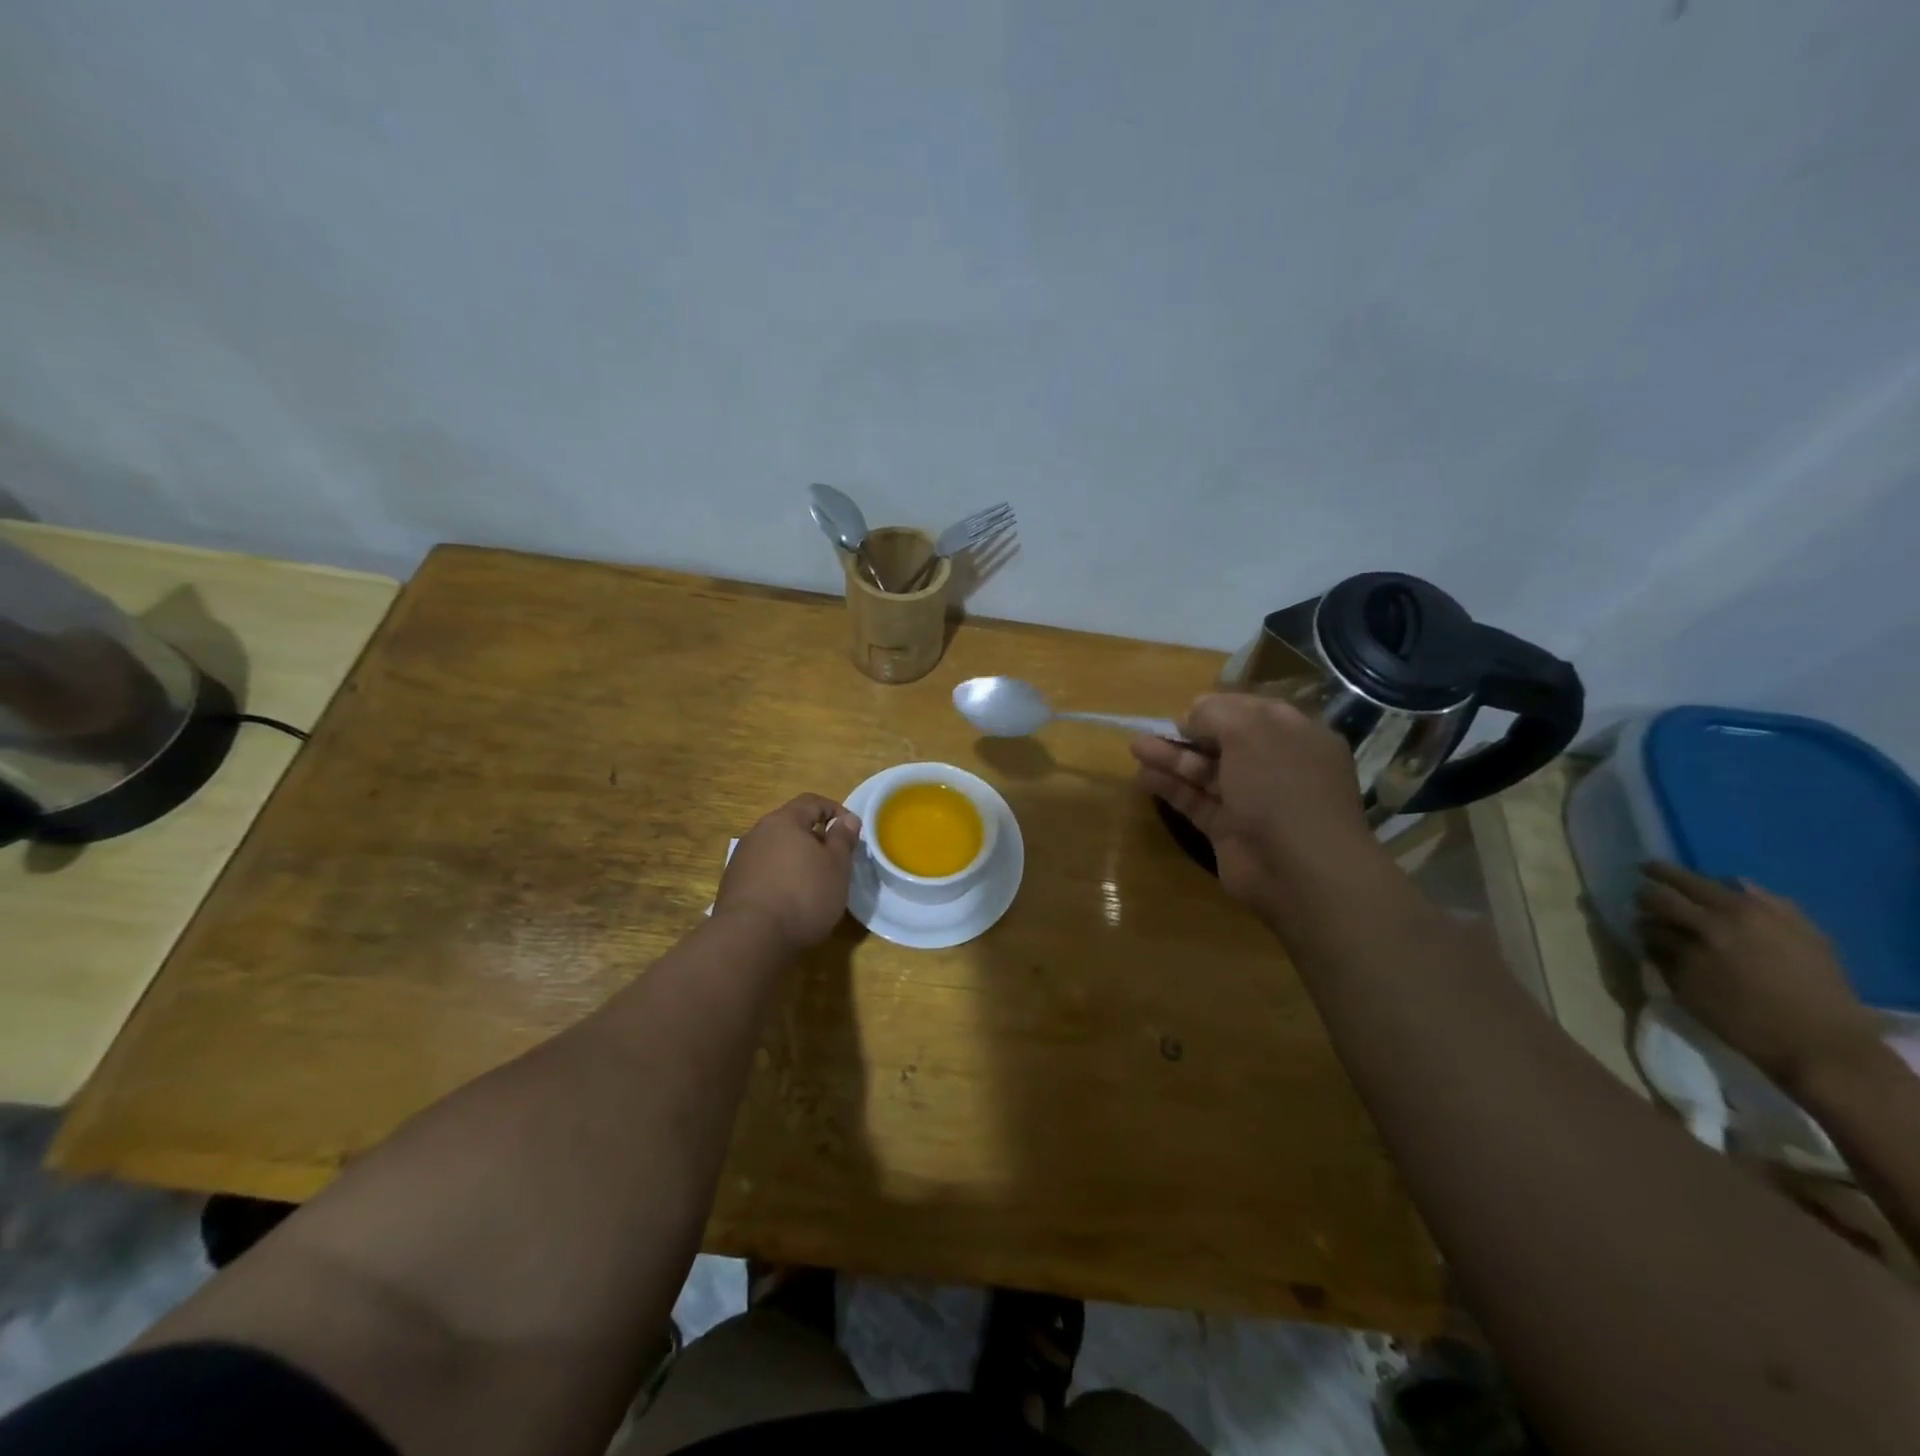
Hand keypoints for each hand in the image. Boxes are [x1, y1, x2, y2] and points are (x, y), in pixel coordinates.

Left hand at [714, 794, 862, 952]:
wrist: (750, 938)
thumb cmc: (803, 895)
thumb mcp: (837, 866)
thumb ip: (843, 839)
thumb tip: (847, 819)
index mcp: (784, 821)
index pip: (812, 802)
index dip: (835, 811)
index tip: (851, 831)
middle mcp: (758, 833)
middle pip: (791, 825)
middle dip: (815, 838)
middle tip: (835, 859)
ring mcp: (741, 859)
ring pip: (776, 850)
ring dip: (795, 860)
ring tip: (813, 883)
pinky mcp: (732, 885)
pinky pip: (763, 872)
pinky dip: (779, 878)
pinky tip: (789, 901)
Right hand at [1130, 693, 1377, 915]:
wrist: (1298, 868)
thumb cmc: (1281, 786)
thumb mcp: (1249, 732)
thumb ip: (1216, 714)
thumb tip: (1192, 715)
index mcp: (1295, 736)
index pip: (1252, 712)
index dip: (1217, 708)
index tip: (1185, 709)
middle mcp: (1276, 766)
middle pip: (1224, 742)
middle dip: (1187, 734)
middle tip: (1151, 728)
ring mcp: (1253, 800)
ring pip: (1206, 772)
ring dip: (1171, 758)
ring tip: (1135, 747)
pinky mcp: (1229, 830)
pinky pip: (1196, 801)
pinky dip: (1171, 788)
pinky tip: (1143, 777)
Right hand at [1636, 863, 1879, 1090]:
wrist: (1823, 1045)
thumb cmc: (1743, 1020)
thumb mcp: (1688, 990)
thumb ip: (1663, 953)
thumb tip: (1647, 929)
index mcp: (1705, 928)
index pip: (1657, 899)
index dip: (1640, 903)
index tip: (1634, 909)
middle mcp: (1737, 912)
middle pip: (1689, 882)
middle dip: (1662, 878)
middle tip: (1646, 872)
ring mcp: (1774, 915)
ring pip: (1726, 884)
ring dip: (1701, 885)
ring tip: (1690, 891)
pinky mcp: (1801, 925)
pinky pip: (1764, 896)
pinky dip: (1742, 892)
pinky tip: (1735, 895)